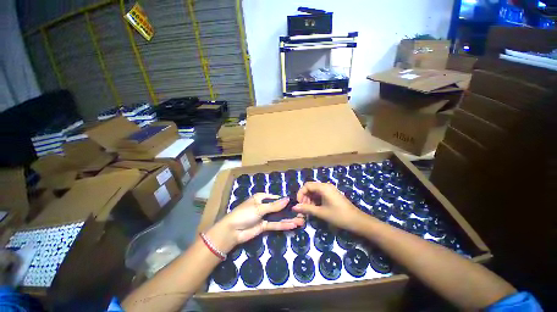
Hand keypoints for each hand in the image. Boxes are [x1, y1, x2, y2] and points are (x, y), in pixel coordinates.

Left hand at [208, 194, 304, 252]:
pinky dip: (283, 225)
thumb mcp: (260, 208)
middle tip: (301, 213)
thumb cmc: (244, 214)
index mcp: (261, 197)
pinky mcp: (264, 226)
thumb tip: (287, 199)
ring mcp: (264, 216)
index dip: (284, 200)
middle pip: (278, 207)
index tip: (295, 202)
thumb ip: (275, 206)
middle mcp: (263, 206)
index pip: (275, 197)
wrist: (232, 231)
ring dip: (288, 218)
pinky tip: (293, 225)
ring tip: (301, 220)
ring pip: (278, 216)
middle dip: (289, 210)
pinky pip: (275, 224)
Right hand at [294, 182, 367, 231]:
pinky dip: (315, 201)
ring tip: (309, 211)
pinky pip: (320, 195)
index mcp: (323, 187)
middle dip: (305, 198)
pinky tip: (314, 209)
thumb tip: (294, 207)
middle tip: (303, 209)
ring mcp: (329, 190)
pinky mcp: (331, 195)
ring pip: (314, 192)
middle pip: (310, 188)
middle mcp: (326, 186)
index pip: (307, 185)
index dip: (300, 193)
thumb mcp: (321, 212)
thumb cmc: (339, 216)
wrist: (357, 221)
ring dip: (309, 200)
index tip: (299, 204)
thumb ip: (307, 209)